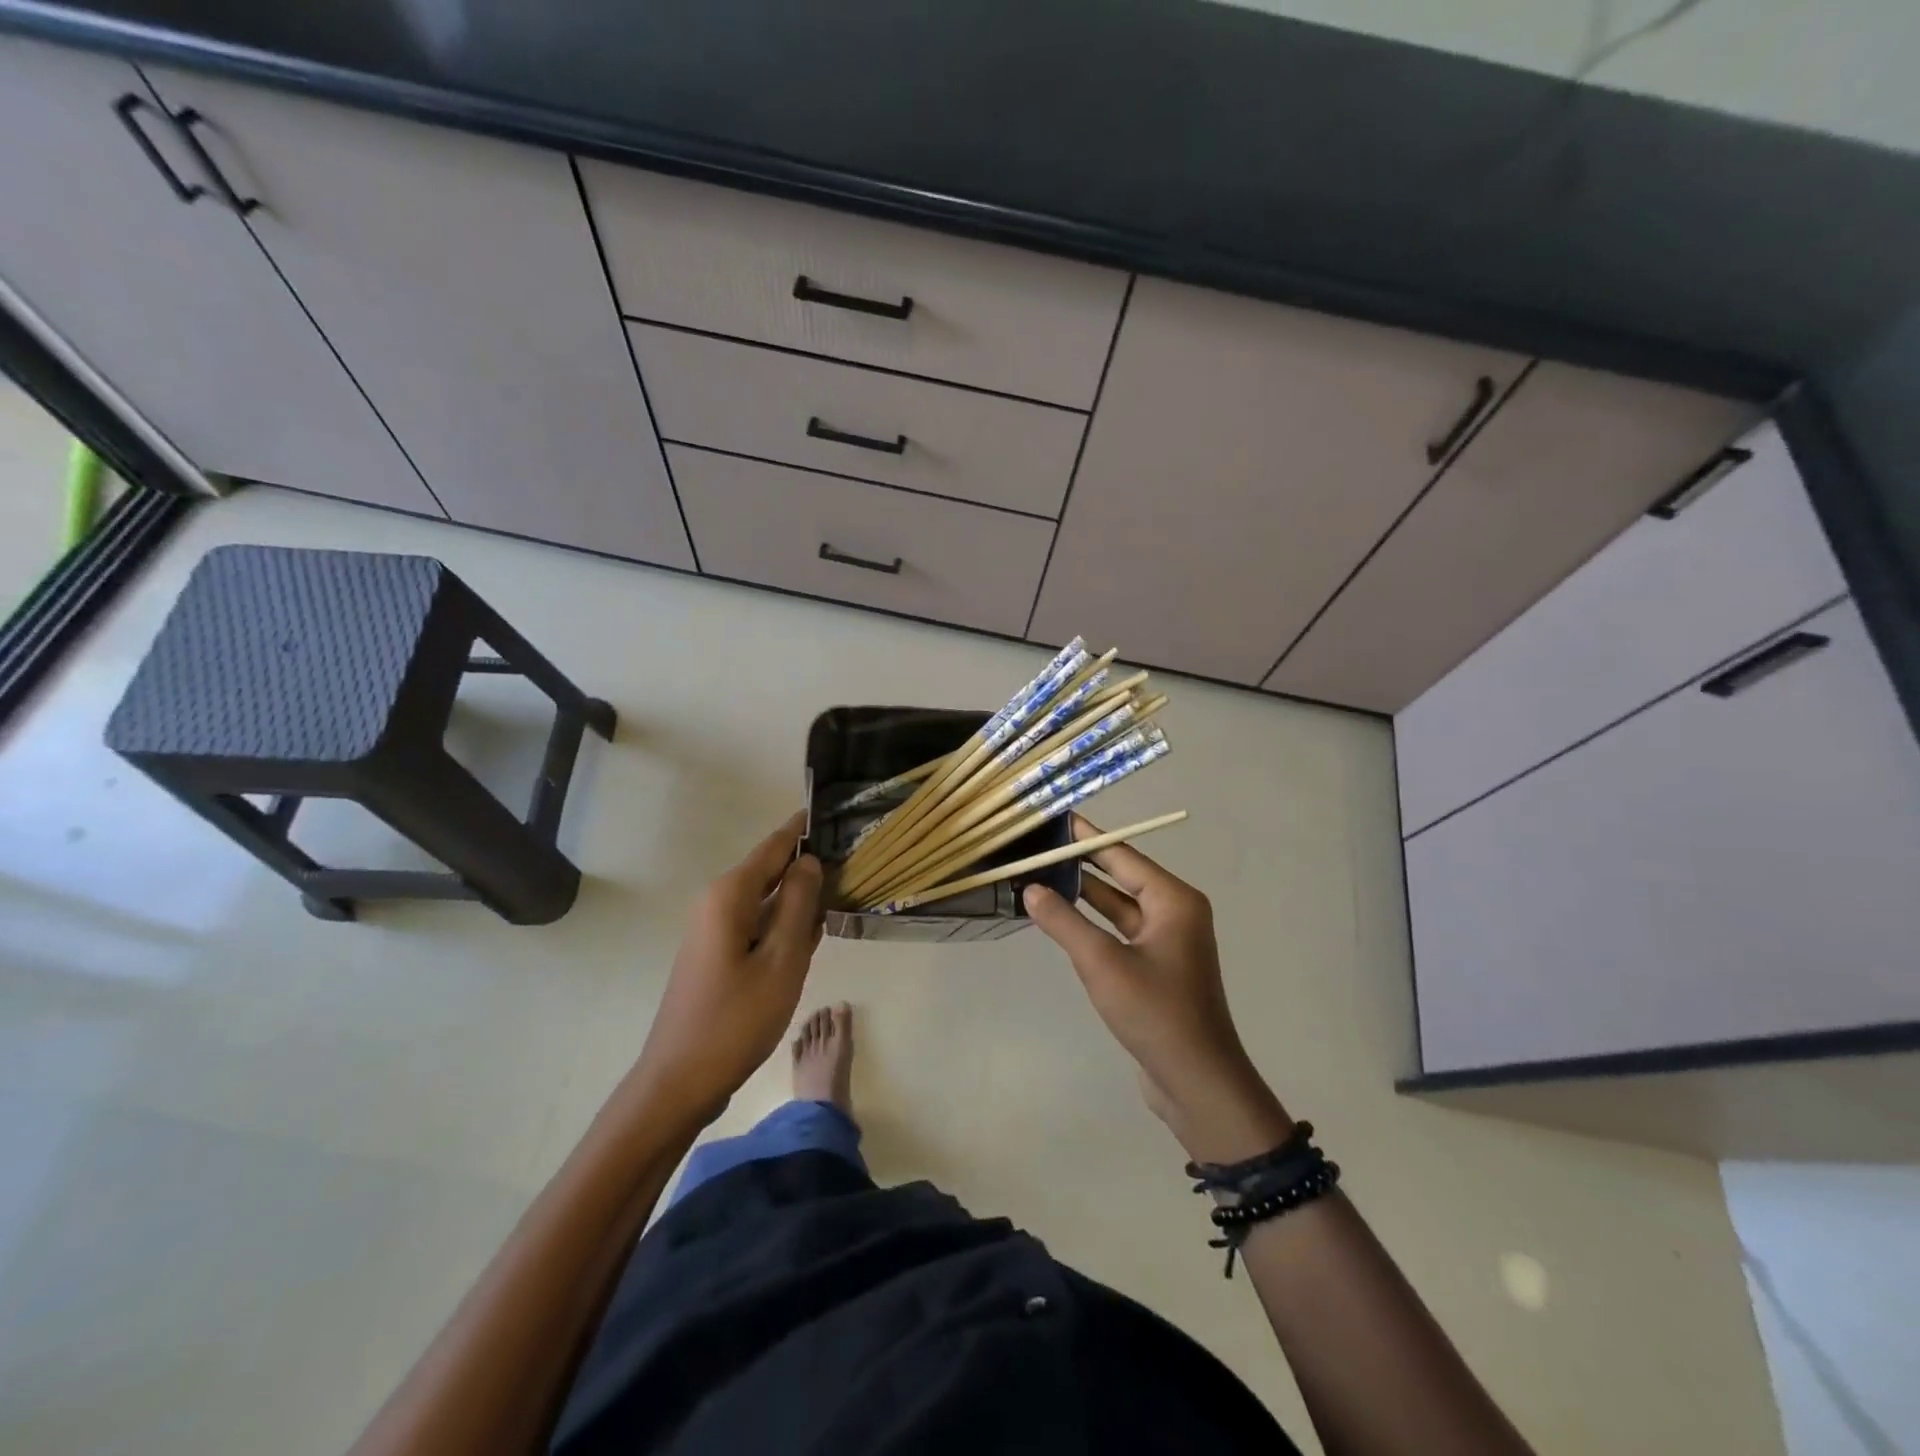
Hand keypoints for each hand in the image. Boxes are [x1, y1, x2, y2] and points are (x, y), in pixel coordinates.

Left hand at [628, 811, 823, 1128]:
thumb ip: (798, 903)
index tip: (837, 813)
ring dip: (799, 901)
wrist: (680, 1082)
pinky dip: (784, 927)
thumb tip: (809, 861)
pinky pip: (758, 926)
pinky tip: (811, 940)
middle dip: (808, 867)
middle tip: (854, 864)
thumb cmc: (736, 1019)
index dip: (805, 828)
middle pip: (771, 870)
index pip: (775, 844)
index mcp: (730, 895)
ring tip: (842, 896)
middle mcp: (718, 902)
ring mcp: (715, 930)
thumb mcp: (782, 959)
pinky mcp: (717, 954)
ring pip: (767, 900)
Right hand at [1023, 815, 1291, 1162]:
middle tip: (1039, 848)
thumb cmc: (1155, 1013)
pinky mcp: (1157, 967)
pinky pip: (1120, 932)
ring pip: (1118, 906)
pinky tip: (1062, 919)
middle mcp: (1175, 912)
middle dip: (1081, 864)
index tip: (1054, 819)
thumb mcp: (1102, 963)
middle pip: (1121, 876)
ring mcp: (1167, 941)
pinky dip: (1093, 923)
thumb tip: (1031, 889)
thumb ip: (1064, 922)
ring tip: (1040, 876)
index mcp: (1173, 900)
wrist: (1197, 1082)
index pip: (1122, 855)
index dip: (1086, 837)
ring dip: (1084, 895)